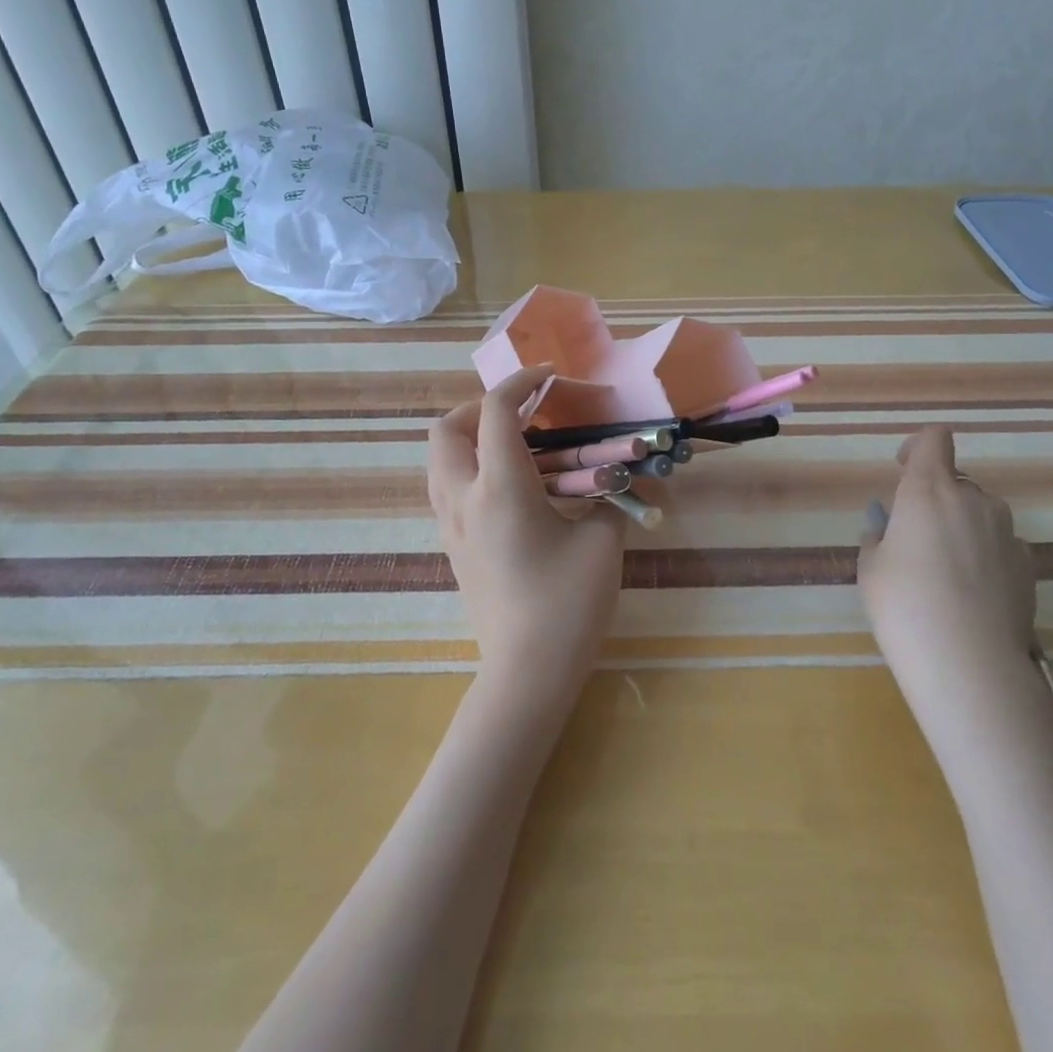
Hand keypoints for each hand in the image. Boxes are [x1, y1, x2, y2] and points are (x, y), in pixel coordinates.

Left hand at [428, 366, 626, 712]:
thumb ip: (609, 499)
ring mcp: (451, 526)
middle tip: (523, 416)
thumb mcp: (603, 541)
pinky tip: (510, 489)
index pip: (496, 411)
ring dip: (470, 439)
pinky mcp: (452, 548)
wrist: (527, 672)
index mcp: (500, 488)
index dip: (521, 383)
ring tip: (515, 448)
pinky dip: (468, 468)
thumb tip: (614, 480)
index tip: (549, 379)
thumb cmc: (569, 604)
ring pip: (438, 460)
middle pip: (446, 429)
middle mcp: (463, 499)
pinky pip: (446, 489)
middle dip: (481, 408)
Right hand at [857, 426, 1036, 700]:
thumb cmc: (904, 606)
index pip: (933, 438)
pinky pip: (999, 544)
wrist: (969, 663)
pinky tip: (972, 595)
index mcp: (927, 490)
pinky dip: (985, 555)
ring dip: (962, 527)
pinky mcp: (1028, 564)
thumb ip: (879, 535)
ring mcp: (1007, 531)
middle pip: (955, 481)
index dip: (918, 447)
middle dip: (935, 500)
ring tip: (945, 573)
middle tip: (914, 542)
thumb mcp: (871, 568)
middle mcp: (972, 500)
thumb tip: (887, 523)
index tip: (902, 471)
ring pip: (980, 513)